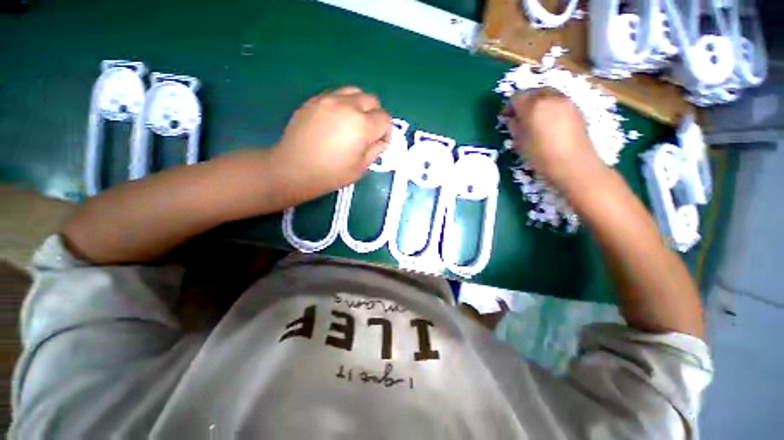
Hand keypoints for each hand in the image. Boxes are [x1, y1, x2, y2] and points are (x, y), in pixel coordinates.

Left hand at [269, 86, 390, 200]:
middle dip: (375, 115)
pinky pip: (335, 94)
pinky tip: (335, 120)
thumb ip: (375, 151)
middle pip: (372, 100)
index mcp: (362, 125)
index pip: (385, 119)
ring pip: (354, 92)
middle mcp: (348, 106)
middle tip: (367, 132)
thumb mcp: (361, 168)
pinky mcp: (313, 100)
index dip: (385, 131)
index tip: (378, 142)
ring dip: (360, 105)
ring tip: (352, 122)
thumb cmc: (331, 174)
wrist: (293, 169)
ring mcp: (328, 100)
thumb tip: (380, 140)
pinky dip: (342, 104)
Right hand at [505, 89, 605, 193]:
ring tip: (535, 119)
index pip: (517, 97)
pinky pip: (559, 101)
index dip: (509, 106)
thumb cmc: (540, 156)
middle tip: (520, 116)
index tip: (506, 117)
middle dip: (525, 101)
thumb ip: (514, 127)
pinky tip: (549, 122)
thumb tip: (513, 120)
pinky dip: (550, 107)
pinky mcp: (576, 108)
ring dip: (538, 103)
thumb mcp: (520, 143)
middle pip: (533, 92)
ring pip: (548, 94)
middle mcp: (550, 98)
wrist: (573, 164)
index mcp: (533, 106)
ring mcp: (566, 101)